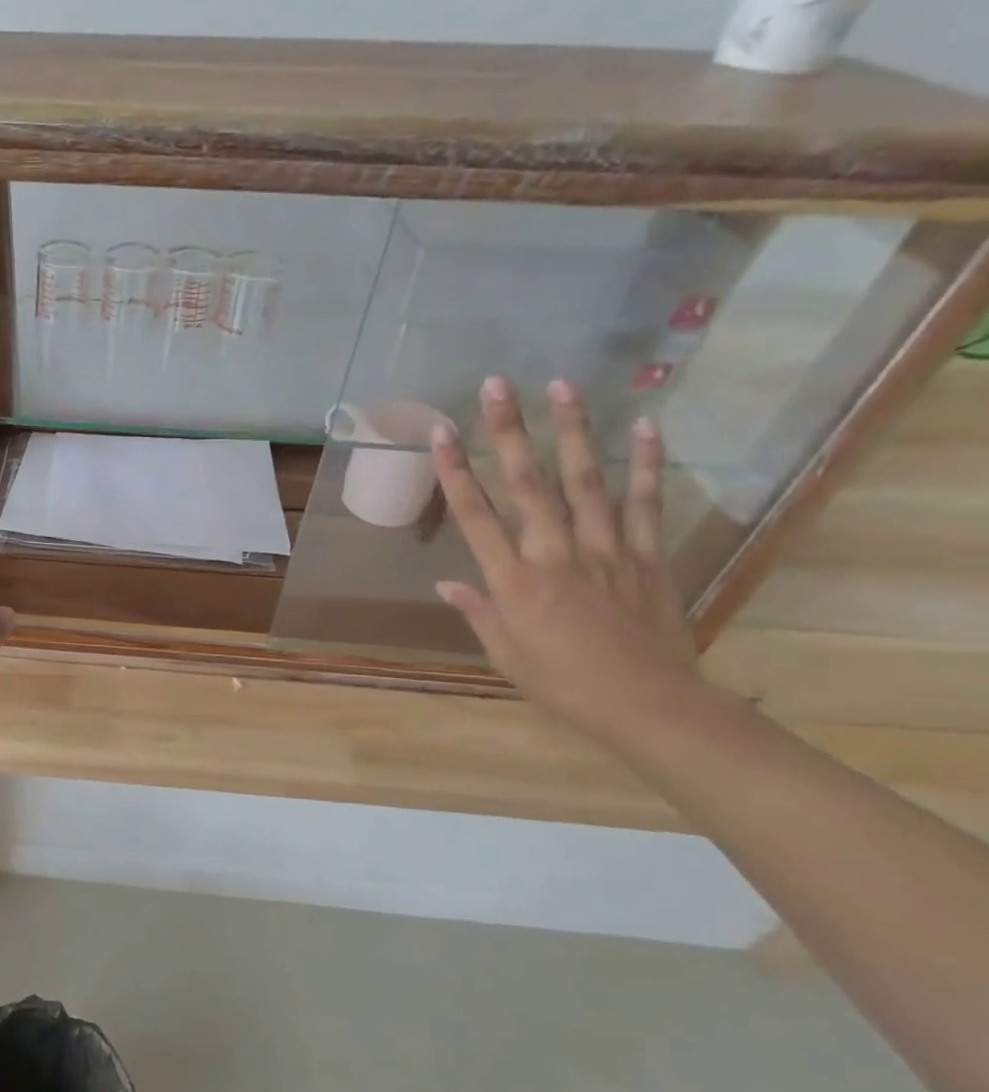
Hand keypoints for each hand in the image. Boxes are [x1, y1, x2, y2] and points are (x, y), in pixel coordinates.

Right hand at [431, 377, 700, 745]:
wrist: (650, 707)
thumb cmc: (563, 685)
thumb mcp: (506, 655)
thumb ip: (479, 611)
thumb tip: (447, 582)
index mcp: (514, 582)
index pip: (476, 516)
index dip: (457, 471)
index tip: (441, 432)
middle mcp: (555, 554)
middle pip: (528, 484)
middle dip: (510, 431)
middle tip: (498, 385)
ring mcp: (606, 550)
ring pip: (585, 481)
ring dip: (572, 430)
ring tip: (562, 386)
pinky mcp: (647, 556)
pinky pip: (646, 503)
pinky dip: (646, 464)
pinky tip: (645, 426)